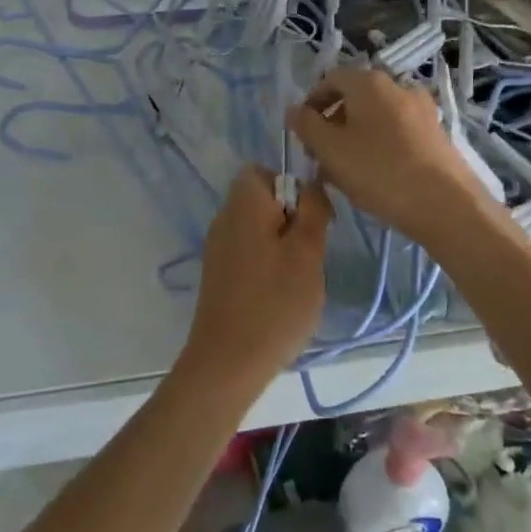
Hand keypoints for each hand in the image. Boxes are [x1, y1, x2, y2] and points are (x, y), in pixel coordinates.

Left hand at [182, 167, 330, 387]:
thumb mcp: (307, 253)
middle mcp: (225, 216)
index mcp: (243, 202)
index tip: (312, 221)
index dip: (293, 188)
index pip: (265, 170)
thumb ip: (313, 210)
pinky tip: (278, 296)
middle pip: (262, 199)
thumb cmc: (275, 303)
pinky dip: (266, 264)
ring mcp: (217, 246)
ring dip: (281, 245)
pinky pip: (248, 252)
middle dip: (291, 219)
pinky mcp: (218, 274)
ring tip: (297, 278)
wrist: (227, 361)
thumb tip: (311, 184)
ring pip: (258, 228)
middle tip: (309, 253)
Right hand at [287, 68, 496, 240]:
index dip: (311, 102)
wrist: (447, 205)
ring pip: (375, 116)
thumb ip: (306, 125)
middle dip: (333, 122)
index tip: (303, 132)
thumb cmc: (380, 171)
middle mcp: (397, 86)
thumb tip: (294, 109)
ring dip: (355, 136)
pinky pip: (397, 131)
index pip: (330, 79)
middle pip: (354, 97)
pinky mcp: (436, 133)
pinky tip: (376, 175)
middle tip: (321, 155)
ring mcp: (421, 109)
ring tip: (346, 170)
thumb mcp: (330, 150)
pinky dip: (380, 144)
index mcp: (369, 82)